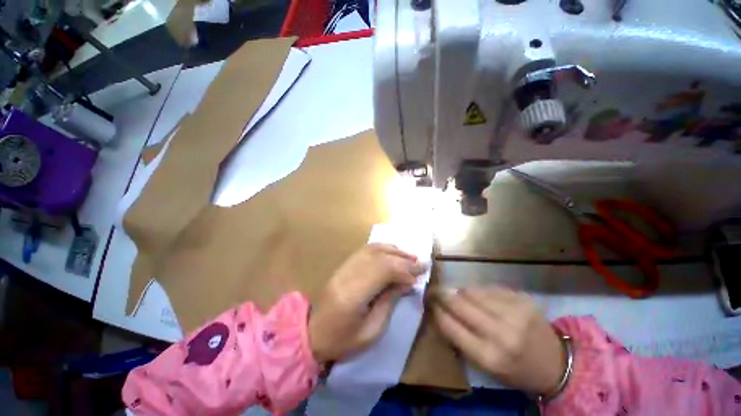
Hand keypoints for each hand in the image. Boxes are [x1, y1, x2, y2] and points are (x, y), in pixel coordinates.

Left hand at [308, 244, 427, 362]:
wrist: (312, 334)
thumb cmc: (343, 340)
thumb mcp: (372, 331)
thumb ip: (389, 302)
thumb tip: (406, 282)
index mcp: (353, 295)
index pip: (382, 270)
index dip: (403, 270)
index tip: (419, 275)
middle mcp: (347, 274)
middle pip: (378, 257)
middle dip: (402, 258)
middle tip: (420, 262)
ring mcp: (343, 267)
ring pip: (372, 249)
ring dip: (393, 250)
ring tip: (409, 255)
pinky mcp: (343, 265)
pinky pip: (365, 250)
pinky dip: (382, 249)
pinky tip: (392, 252)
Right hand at [432, 286, 565, 395]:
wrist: (556, 363)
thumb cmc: (515, 369)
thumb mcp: (485, 365)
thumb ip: (460, 339)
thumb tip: (440, 312)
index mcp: (489, 356)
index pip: (450, 326)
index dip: (437, 312)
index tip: (429, 304)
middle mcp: (502, 333)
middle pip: (459, 303)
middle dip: (442, 294)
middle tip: (434, 290)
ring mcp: (514, 312)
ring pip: (471, 291)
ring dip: (460, 292)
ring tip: (459, 295)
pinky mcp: (522, 298)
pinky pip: (488, 288)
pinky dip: (479, 291)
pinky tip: (481, 298)